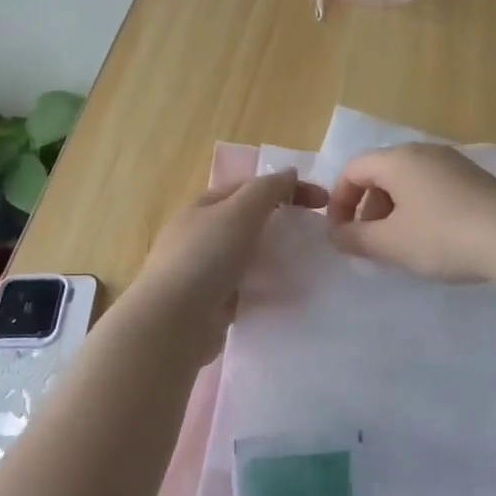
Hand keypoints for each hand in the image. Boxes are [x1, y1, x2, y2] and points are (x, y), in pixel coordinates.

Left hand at [127, 169, 327, 359]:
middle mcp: (202, 234)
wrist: (172, 322)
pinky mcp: (213, 302)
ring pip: (250, 255)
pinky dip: (267, 286)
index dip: (288, 188)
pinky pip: (247, 287)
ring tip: (308, 264)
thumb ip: (267, 189)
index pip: (252, 187)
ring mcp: (205, 270)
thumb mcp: (239, 211)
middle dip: (283, 221)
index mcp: (204, 206)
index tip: (322, 202)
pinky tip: (287, 294)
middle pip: (250, 220)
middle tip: (317, 232)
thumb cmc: (205, 258)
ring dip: (276, 256)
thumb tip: (289, 173)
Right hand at [325, 144, 495, 281]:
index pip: (352, 169)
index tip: (340, 234)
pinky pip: (433, 188)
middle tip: (370, 242)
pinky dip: (419, 209)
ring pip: (408, 182)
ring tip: (400, 244)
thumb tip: (337, 235)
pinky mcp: (476, 179)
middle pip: (380, 173)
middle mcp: (424, 152)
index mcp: (398, 159)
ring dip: (393, 211)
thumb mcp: (391, 243)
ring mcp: (454, 163)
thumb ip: (356, 238)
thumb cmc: (443, 236)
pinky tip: (433, 239)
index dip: (338, 201)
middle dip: (366, 208)